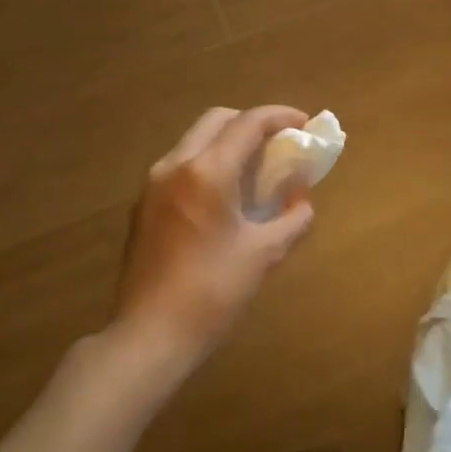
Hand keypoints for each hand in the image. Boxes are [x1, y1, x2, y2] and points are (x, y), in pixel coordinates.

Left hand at [110, 106, 317, 375]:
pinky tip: (227, 196)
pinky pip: (182, 166)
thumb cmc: (213, 292)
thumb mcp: (265, 253)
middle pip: (217, 121)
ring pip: (196, 141)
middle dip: (253, 123)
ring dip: (229, 143)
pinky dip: (210, 164)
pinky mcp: (144, 205)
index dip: (281, 117)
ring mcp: (153, 184)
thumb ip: (293, 217)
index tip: (306, 124)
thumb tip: (301, 197)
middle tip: (280, 144)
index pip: (249, 123)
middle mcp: (175, 166)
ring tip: (257, 171)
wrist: (151, 334)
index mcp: (206, 172)